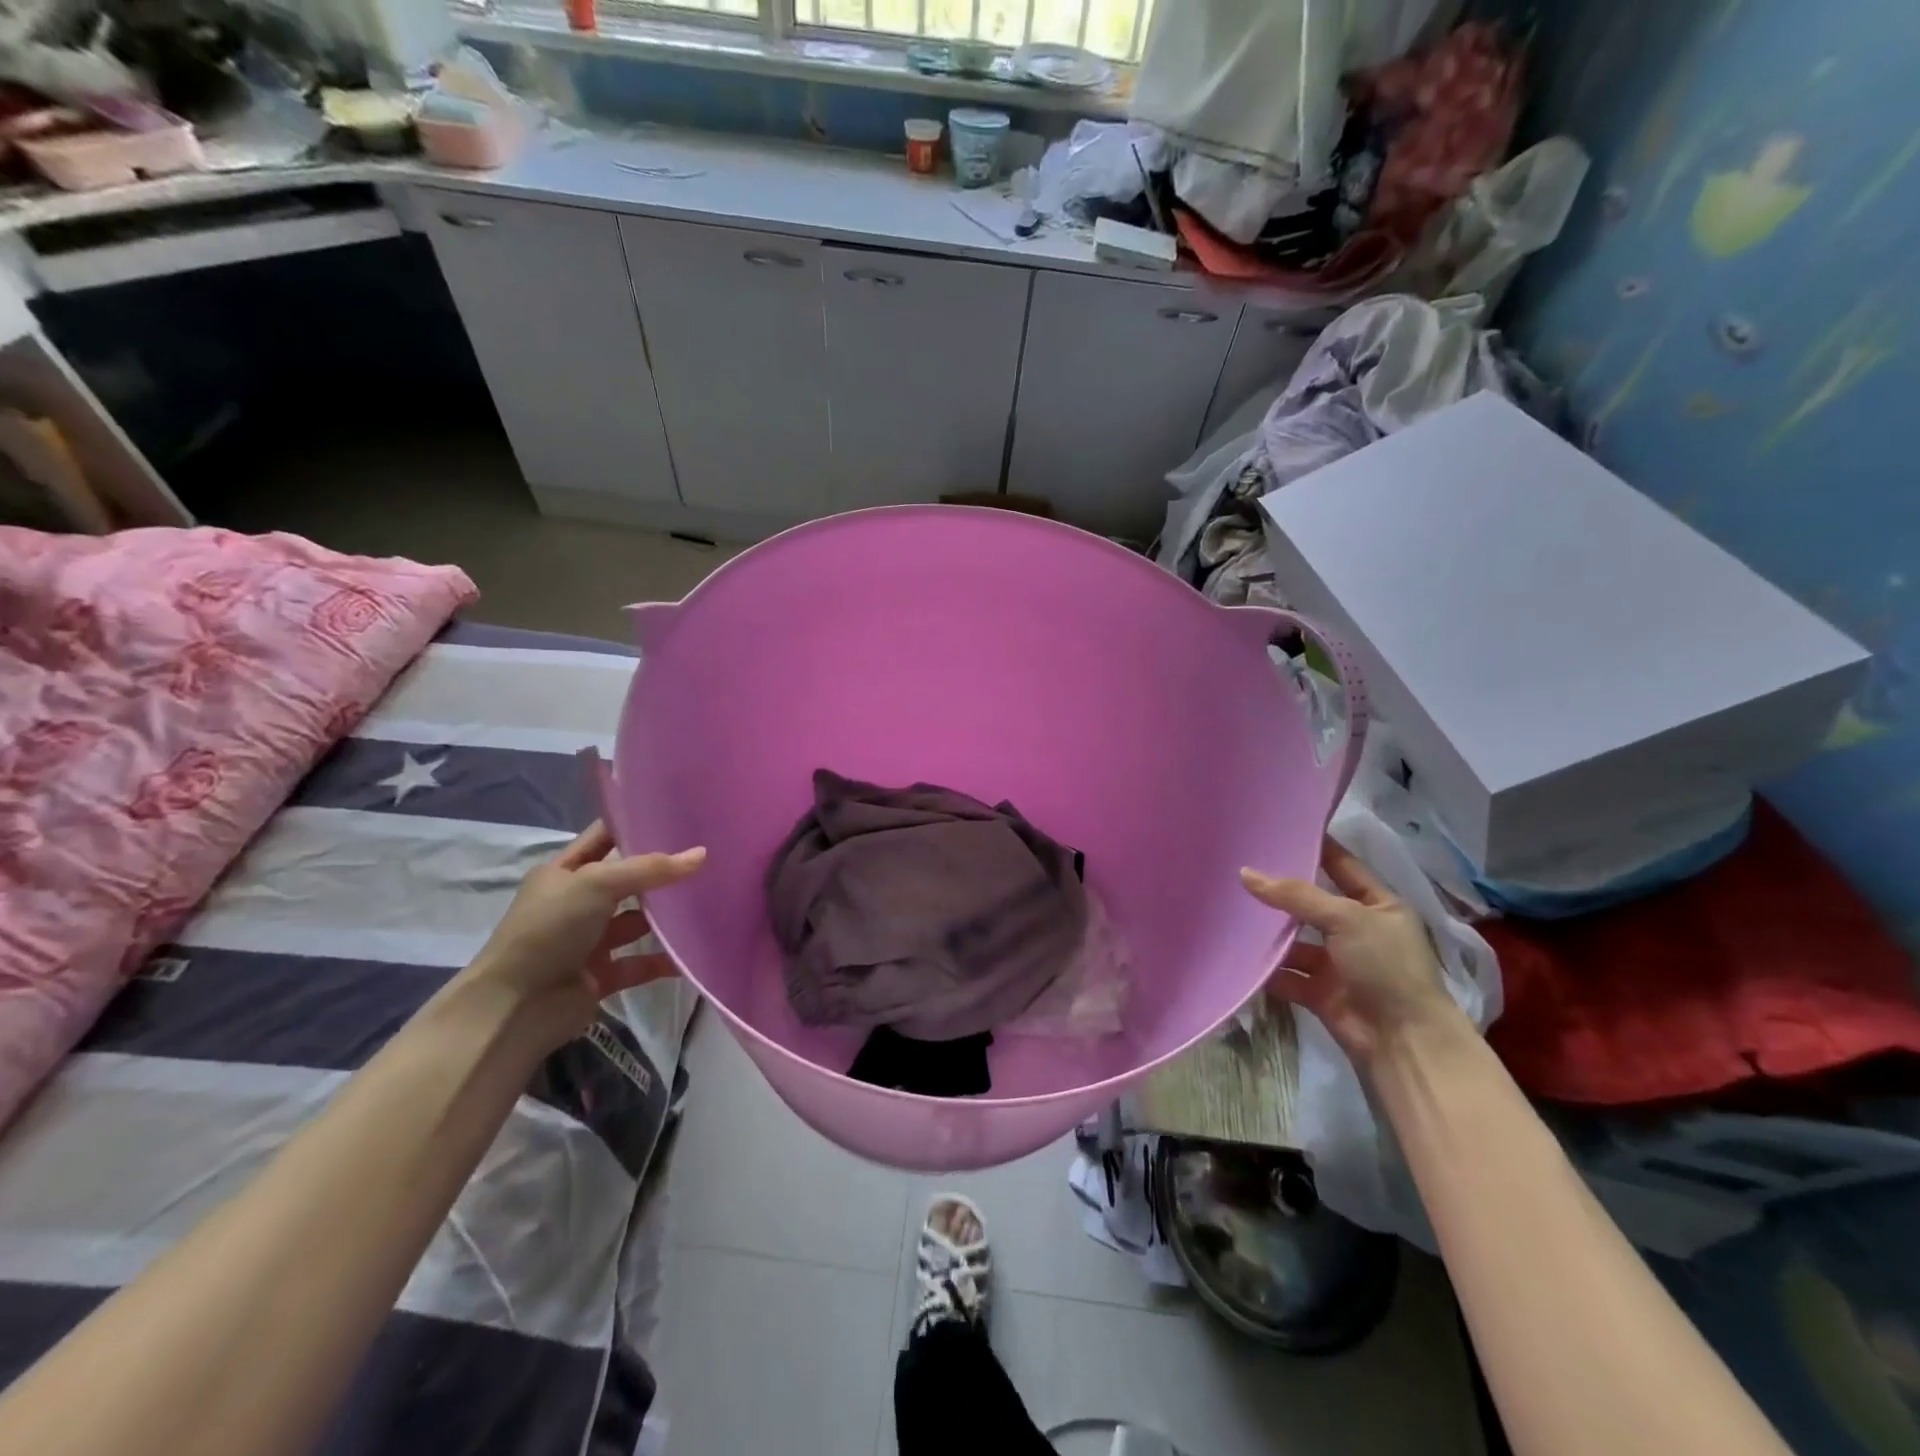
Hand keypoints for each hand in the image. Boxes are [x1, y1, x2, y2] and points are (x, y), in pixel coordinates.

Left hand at [464, 821, 704, 1048]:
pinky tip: (693, 953)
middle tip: (707, 857)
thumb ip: (650, 869)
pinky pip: (640, 963)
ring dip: (666, 916)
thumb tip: (702, 854)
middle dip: (660, 872)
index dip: (636, 825)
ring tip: (710, 901)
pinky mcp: (602, 975)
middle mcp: (576, 903)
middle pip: (627, 880)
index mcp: (564, 873)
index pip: (605, 838)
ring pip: (636, 922)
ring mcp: (589, 941)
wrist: (515, 1007)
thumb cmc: (550, 929)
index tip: (679, 816)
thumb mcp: (596, 884)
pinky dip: (664, 960)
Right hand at [1240, 837, 1464, 1067]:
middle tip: (1237, 867)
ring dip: (1269, 933)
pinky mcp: (1321, 993)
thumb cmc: (1386, 966)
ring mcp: (1339, 963)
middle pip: (1311, 904)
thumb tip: (1245, 873)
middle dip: (1279, 891)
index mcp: (1378, 905)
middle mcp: (1358, 931)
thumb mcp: (1345, 919)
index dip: (1314, 848)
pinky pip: (1287, 975)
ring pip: (1295, 941)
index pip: (1342, 865)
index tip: (1276, 829)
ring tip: (1228, 909)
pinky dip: (1266, 969)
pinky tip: (1236, 953)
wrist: (1404, 1042)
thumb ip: (1296, 895)